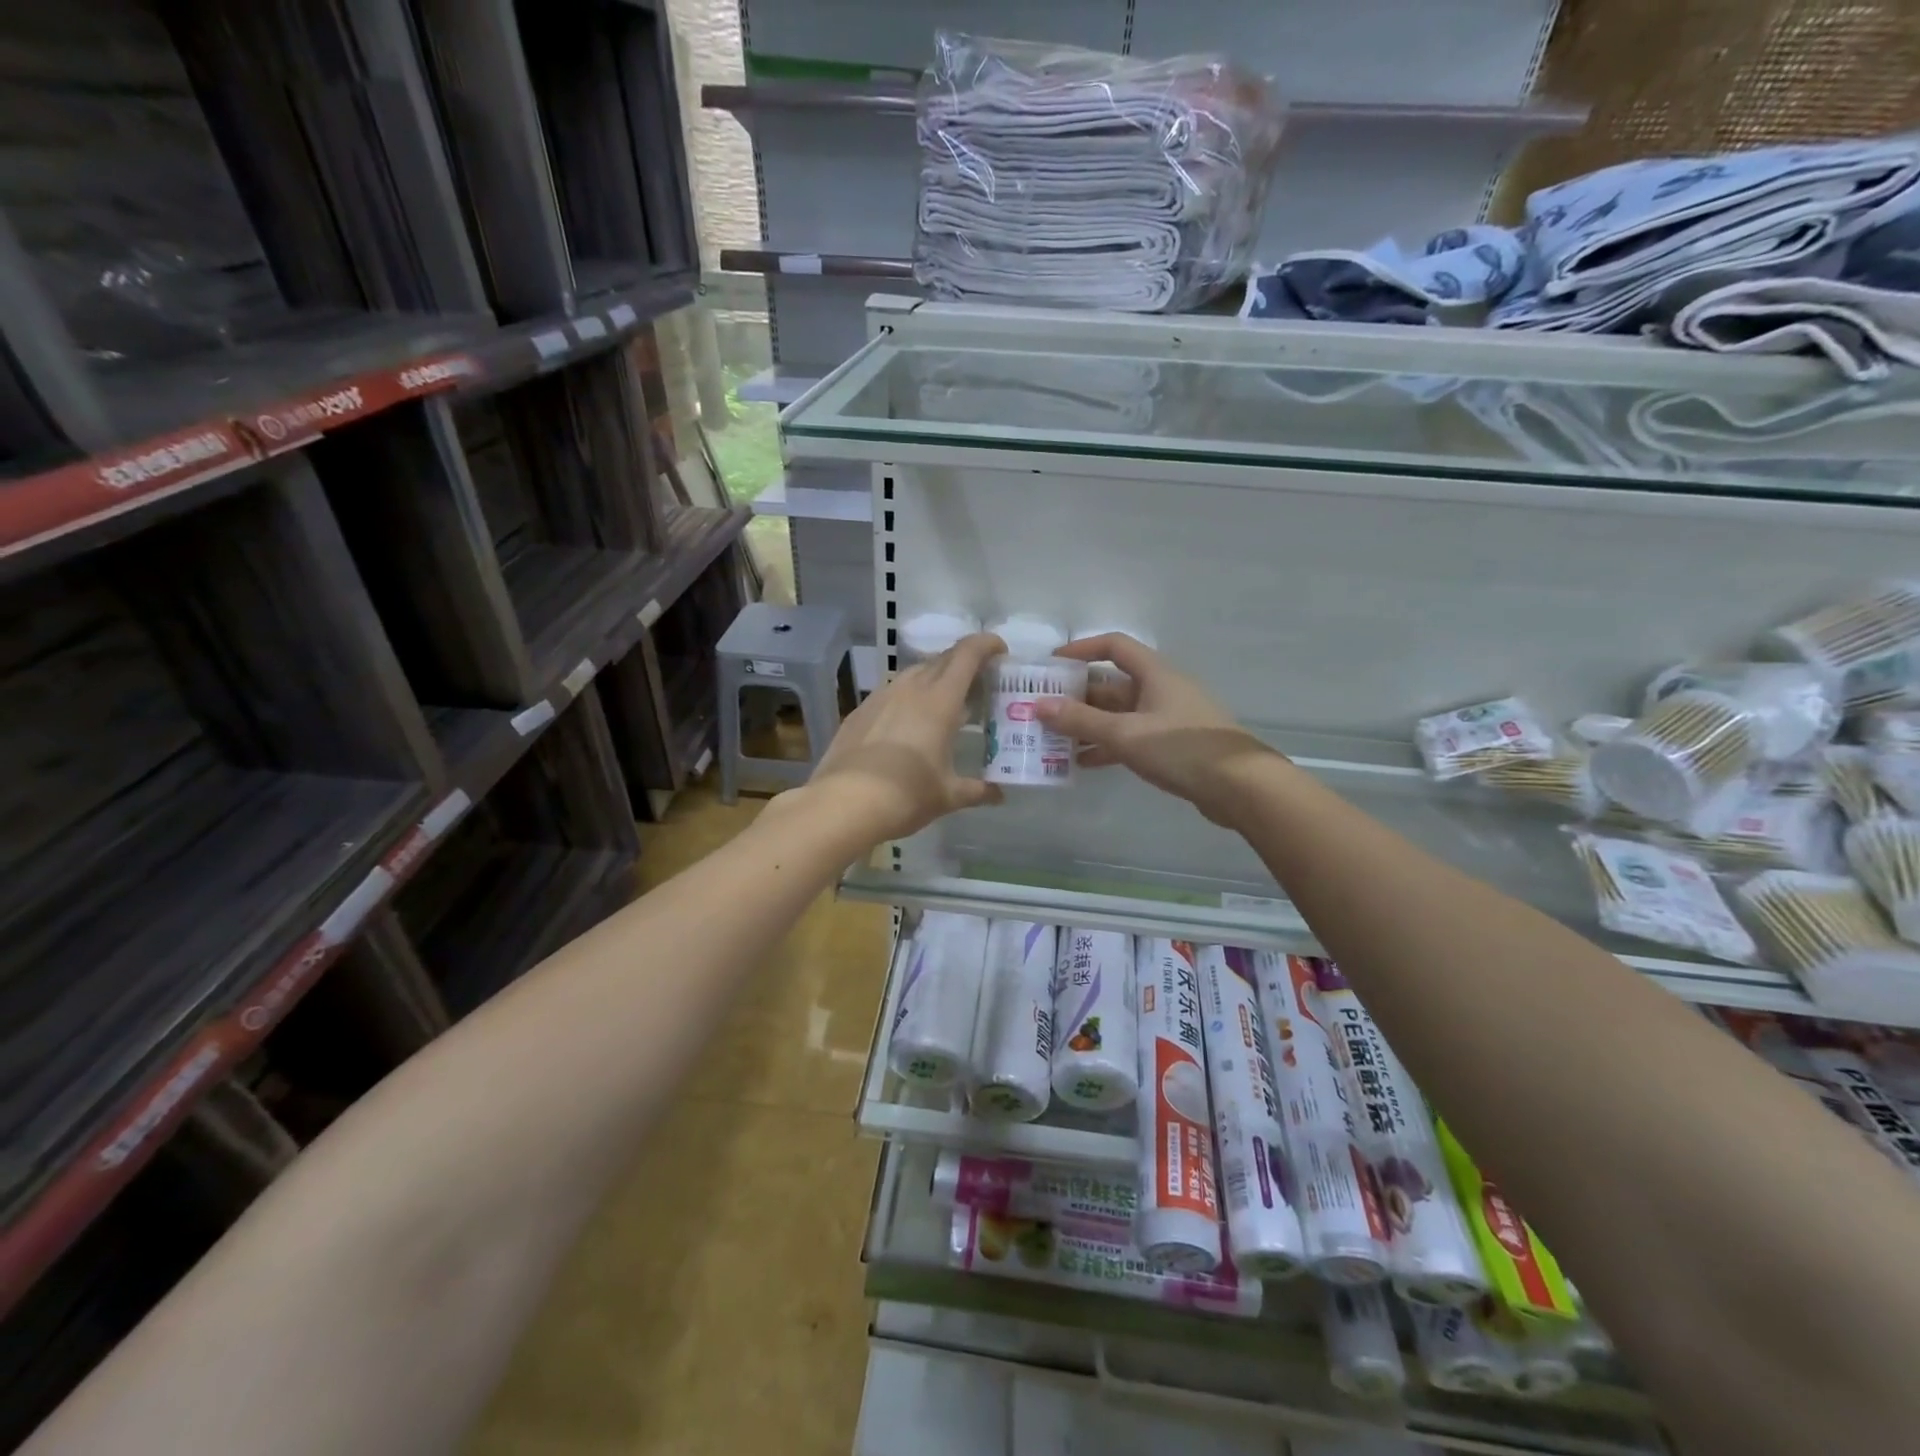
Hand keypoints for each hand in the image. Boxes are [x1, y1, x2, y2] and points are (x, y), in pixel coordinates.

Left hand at [804, 632, 1006, 843]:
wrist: (843, 804)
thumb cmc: (906, 795)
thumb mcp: (948, 795)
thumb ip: (977, 790)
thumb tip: (998, 794)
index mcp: (940, 701)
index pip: (967, 654)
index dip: (986, 644)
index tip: (1000, 650)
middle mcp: (910, 688)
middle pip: (942, 660)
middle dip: (964, 663)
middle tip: (978, 684)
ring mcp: (880, 697)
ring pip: (914, 674)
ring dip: (934, 680)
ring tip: (944, 704)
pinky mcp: (859, 712)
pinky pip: (891, 692)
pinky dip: (908, 698)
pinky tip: (907, 724)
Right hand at [1034, 634, 1280, 825]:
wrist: (1240, 787)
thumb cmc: (1182, 748)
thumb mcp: (1125, 734)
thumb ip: (1081, 721)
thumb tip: (1038, 705)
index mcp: (1154, 673)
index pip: (1114, 646)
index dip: (1081, 650)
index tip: (1051, 665)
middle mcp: (1160, 689)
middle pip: (1111, 684)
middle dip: (1076, 696)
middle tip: (1042, 710)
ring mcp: (1167, 718)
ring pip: (1118, 714)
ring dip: (1088, 725)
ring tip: (1053, 740)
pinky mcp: (1171, 745)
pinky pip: (1130, 737)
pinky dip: (1106, 746)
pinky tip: (1082, 763)